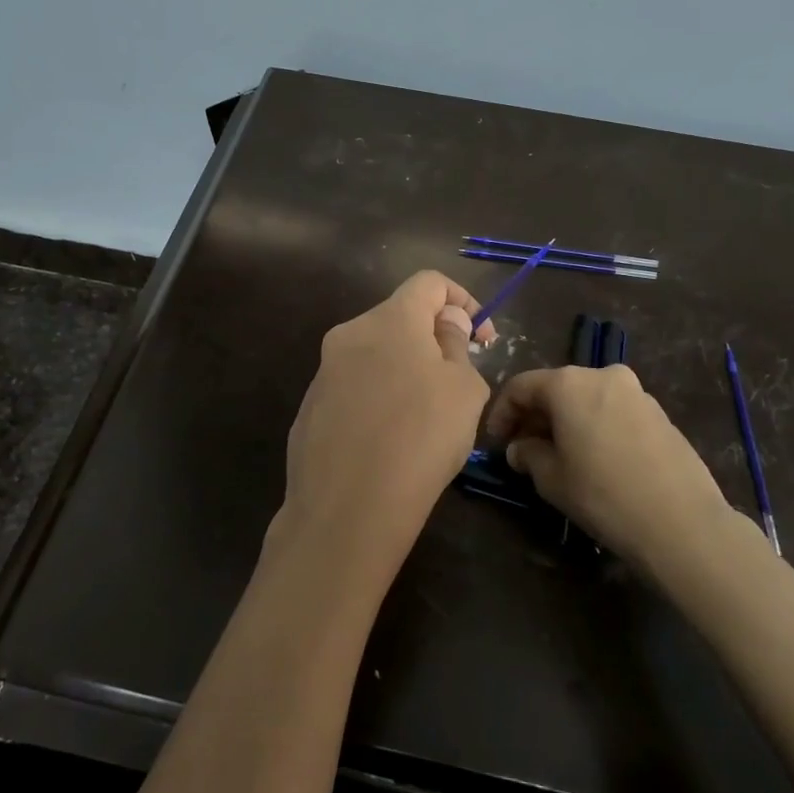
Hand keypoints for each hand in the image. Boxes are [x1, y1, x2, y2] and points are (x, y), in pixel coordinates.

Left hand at [273, 271, 493, 591]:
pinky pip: (355, 388)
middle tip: (459, 382)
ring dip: (406, 370)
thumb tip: (445, 323)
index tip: (483, 340)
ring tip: (427, 417)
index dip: (464, 300)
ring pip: (376, 354)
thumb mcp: (463, 390)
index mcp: (389, 320)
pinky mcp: (310, 408)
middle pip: (400, 318)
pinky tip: (391, 440)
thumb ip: (456, 345)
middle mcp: (349, 334)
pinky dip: (379, 397)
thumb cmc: (420, 439)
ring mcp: (324, 372)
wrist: (346, 510)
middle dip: (435, 339)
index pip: (430, 282)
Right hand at [486, 365, 745, 567]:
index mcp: (569, 383)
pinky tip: (595, 458)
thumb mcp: (551, 479)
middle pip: (556, 388)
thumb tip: (520, 448)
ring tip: (559, 455)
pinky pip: (614, 412)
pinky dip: (595, 426)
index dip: (502, 412)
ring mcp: (637, 392)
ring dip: (567, 421)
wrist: (681, 522)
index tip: (496, 441)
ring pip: (587, 399)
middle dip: (536, 416)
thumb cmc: (603, 494)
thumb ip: (527, 454)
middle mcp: (603, 375)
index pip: (521, 387)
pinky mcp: (660, 414)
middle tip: (523, 449)